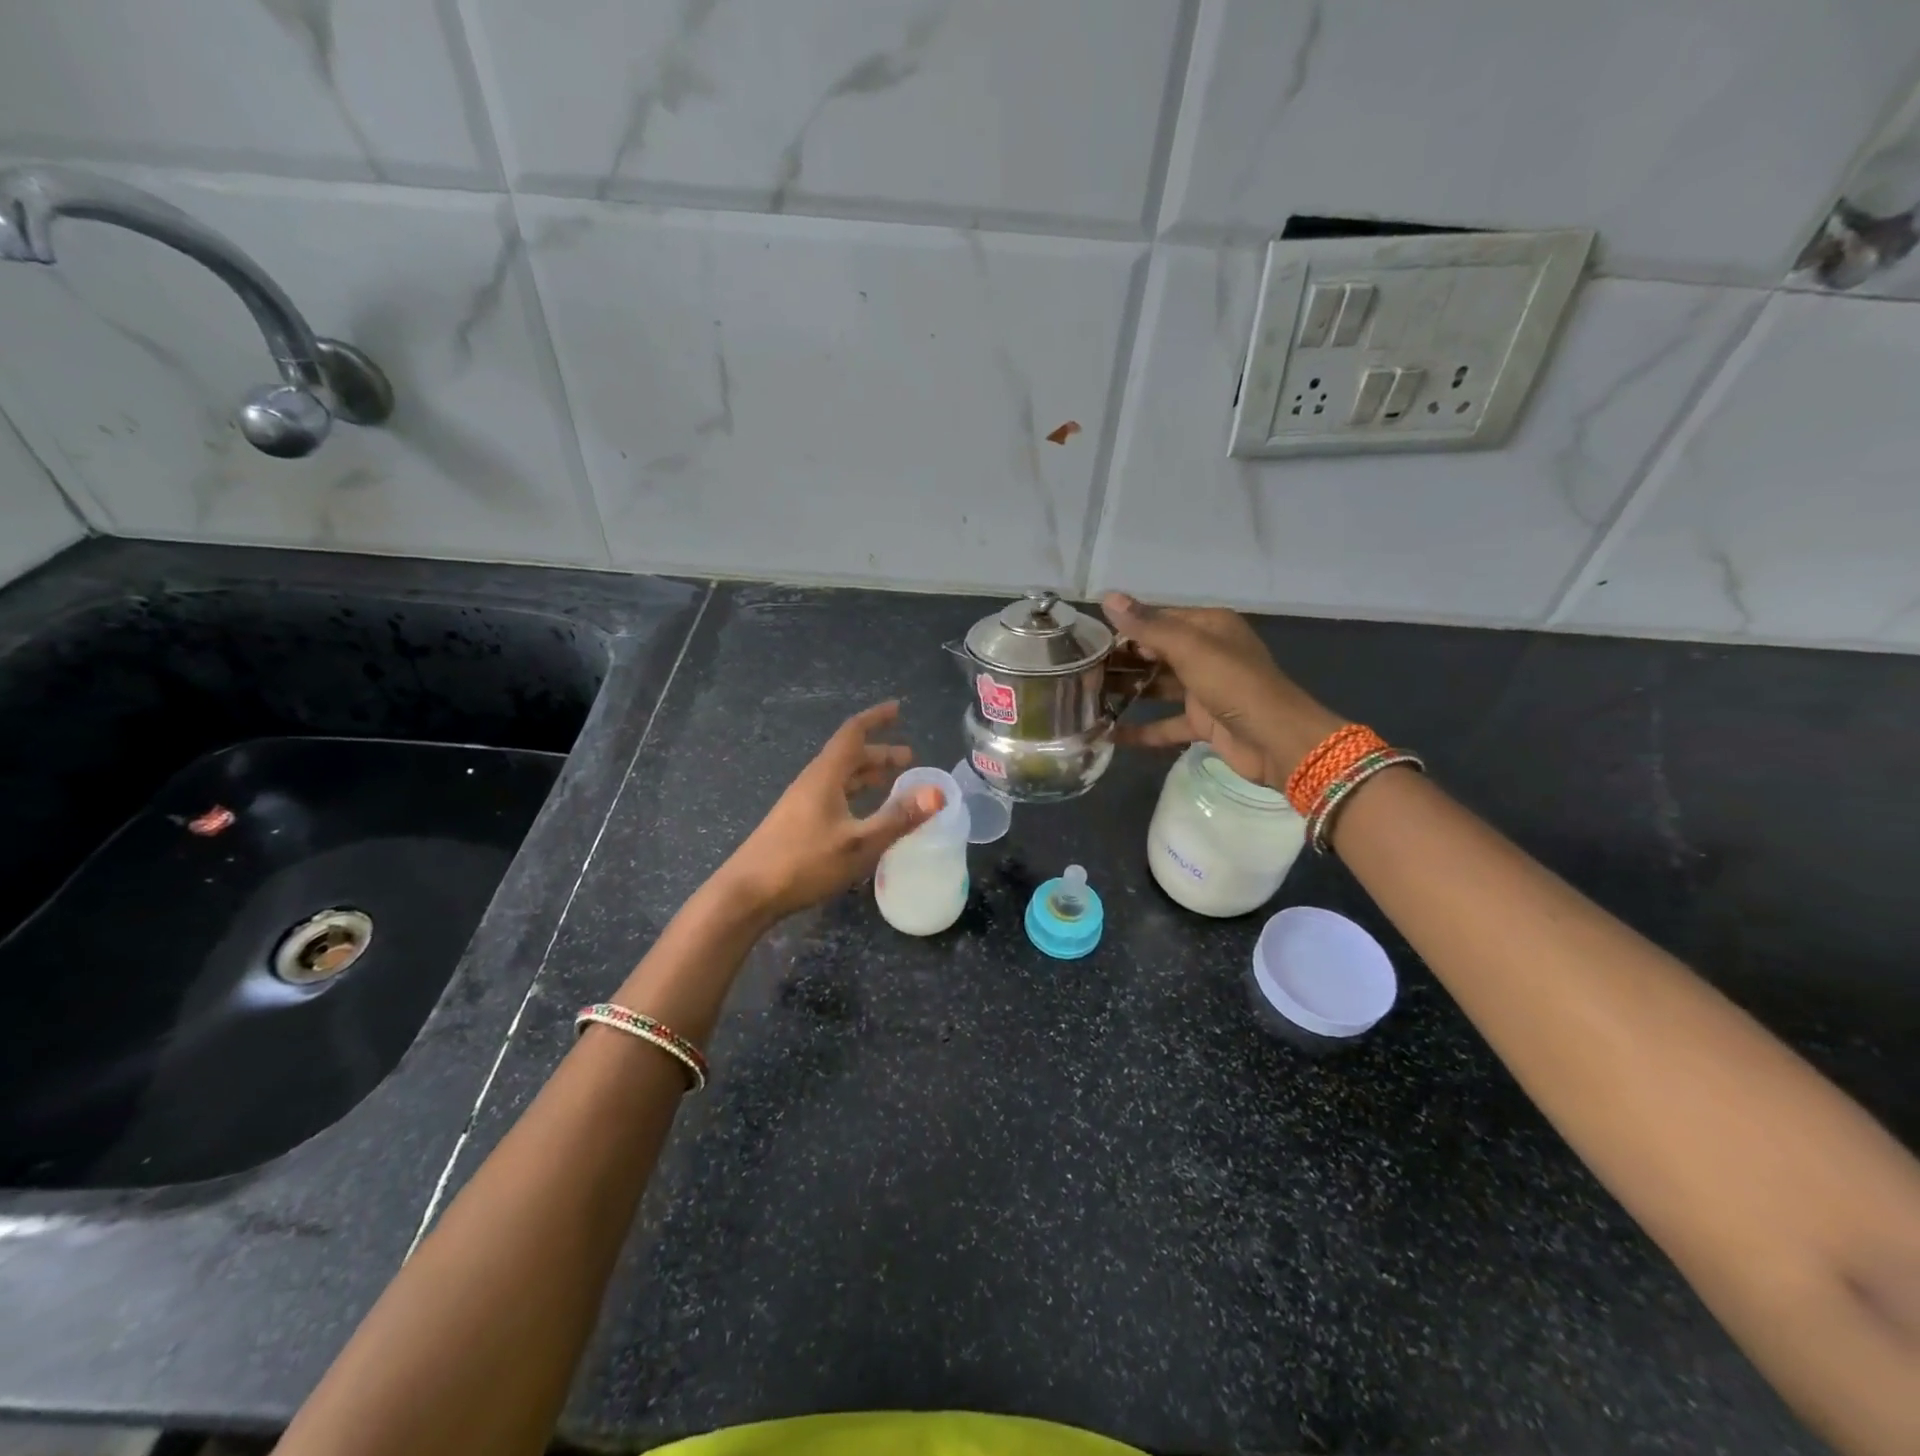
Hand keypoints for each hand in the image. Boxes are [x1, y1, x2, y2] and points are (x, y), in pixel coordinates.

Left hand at [716, 701, 944, 920]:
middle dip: (880, 753)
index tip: (899, 709)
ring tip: (894, 782)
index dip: (876, 718)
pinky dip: (857, 795)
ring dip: (868, 775)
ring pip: (841, 778)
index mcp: (826, 776)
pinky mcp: (798, 824)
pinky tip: (865, 814)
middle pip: (850, 756)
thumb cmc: (804, 862)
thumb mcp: (859, 843)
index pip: (853, 733)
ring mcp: (803, 803)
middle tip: (910, 759)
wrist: (747, 893)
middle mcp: (813, 782)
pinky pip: (835, 796)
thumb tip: (937, 793)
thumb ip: (898, 818)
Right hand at [1102, 593, 1341, 789]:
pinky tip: (1109, 735)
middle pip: (1155, 653)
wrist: (1276, 740)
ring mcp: (1205, 690)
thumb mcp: (1189, 649)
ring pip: (1157, 687)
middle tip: (1080, 672)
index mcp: (1209, 627)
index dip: (1126, 629)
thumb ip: (1147, 626)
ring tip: (1087, 699)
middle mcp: (1206, 653)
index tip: (1089, 642)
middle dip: (1121, 662)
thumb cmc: (1234, 684)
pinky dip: (1141, 730)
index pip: (1158, 619)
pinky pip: (1165, 723)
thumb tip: (1107, 597)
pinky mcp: (1203, 722)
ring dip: (1127, 693)